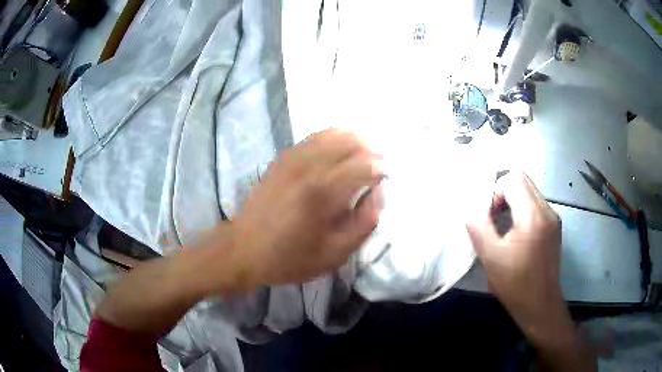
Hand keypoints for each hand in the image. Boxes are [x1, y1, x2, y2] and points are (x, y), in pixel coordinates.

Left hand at [231, 129, 384, 286]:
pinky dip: (334, 138)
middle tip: (379, 166)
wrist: (244, 250)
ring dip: (355, 140)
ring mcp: (293, 158)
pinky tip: (339, 151)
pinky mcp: (283, 158)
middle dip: (372, 150)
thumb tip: (378, 192)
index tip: (386, 180)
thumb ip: (364, 222)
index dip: (381, 169)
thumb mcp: (335, 254)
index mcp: (323, 191)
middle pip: (351, 140)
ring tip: (364, 156)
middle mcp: (309, 166)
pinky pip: (315, 137)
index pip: (365, 164)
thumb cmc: (290, 258)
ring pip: (333, 133)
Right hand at [466, 172, 564, 329]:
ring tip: (504, 229)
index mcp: (533, 216)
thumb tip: (472, 207)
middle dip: (504, 193)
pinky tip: (517, 236)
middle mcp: (547, 210)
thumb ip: (478, 226)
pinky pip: (536, 205)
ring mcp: (553, 218)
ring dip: (513, 202)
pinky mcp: (554, 226)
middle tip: (495, 219)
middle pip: (523, 180)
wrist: (540, 306)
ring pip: (530, 192)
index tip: (490, 217)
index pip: (513, 179)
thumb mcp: (490, 257)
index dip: (496, 192)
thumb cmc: (515, 285)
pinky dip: (523, 211)